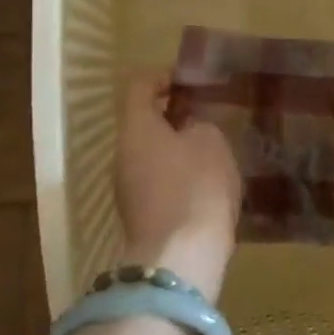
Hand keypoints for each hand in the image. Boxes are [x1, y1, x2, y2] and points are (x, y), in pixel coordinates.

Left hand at [115, 73, 240, 299]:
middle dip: (172, 116)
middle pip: (143, 123)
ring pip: (150, 154)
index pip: (138, 87)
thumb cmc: (196, 187)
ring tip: (211, 150)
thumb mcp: (210, 142)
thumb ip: (198, 125)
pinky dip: (178, 175)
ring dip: (176, 148)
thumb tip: (188, 129)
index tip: (189, 81)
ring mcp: (127, 188)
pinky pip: (157, 182)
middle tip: (205, 115)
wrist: (180, 258)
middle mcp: (123, 154)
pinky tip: (206, 184)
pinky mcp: (140, 215)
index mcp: (136, 128)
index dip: (163, 76)